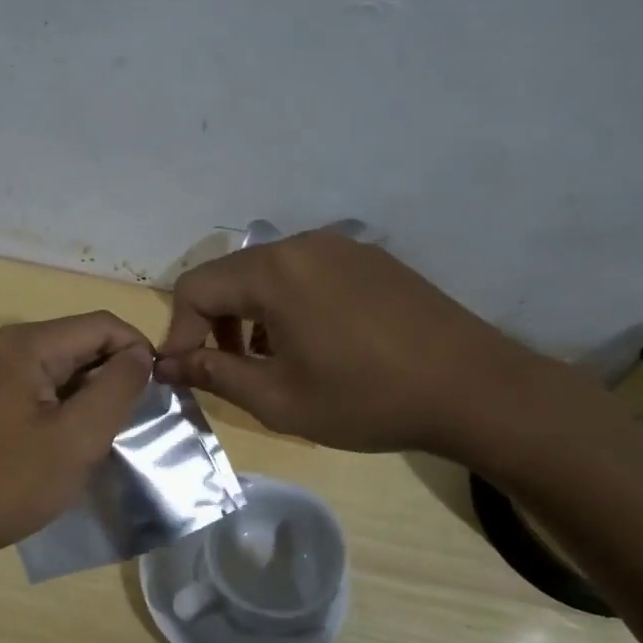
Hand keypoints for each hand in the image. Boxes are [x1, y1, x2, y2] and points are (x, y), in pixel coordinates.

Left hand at [0, 313, 153, 575]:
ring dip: (90, 394)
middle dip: (113, 374)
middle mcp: (4, 346)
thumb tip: (141, 354)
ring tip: (105, 435)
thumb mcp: (78, 438)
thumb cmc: (9, 483)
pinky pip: (39, 387)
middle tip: (132, 420)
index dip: (138, 351)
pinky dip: (65, 406)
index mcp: (25, 344)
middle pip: (79, 342)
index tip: (159, 393)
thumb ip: (118, 388)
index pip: (101, 325)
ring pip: (61, 367)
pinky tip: (71, 441)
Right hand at [154, 230, 568, 461]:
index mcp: (274, 271)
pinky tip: (313, 345)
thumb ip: (215, 374)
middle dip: (215, 324)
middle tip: (226, 371)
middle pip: (232, 277)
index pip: (196, 288)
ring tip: (269, 362)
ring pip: (269, 275)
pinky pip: (307, 274)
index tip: (184, 374)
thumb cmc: (366, 398)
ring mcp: (341, 248)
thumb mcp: (279, 398)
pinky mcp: (371, 260)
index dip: (179, 332)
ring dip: (251, 316)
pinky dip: (288, 306)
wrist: (474, 388)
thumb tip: (169, 364)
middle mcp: (303, 244)